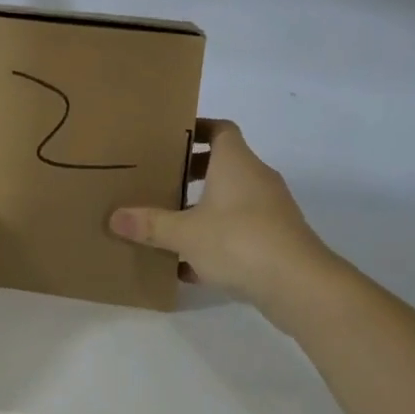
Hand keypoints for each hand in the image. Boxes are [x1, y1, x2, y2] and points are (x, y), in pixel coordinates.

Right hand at [109, 118, 349, 329]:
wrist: (300, 285)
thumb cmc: (239, 241)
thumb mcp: (185, 233)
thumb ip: (150, 224)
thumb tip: (114, 217)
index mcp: (236, 163)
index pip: (220, 130)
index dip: (198, 128)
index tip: (171, 137)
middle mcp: (256, 179)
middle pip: (223, 165)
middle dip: (192, 173)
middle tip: (162, 181)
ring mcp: (271, 211)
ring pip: (232, 200)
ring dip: (204, 209)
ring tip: (171, 223)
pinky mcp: (277, 240)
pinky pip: (241, 231)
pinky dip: (218, 241)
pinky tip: (190, 266)